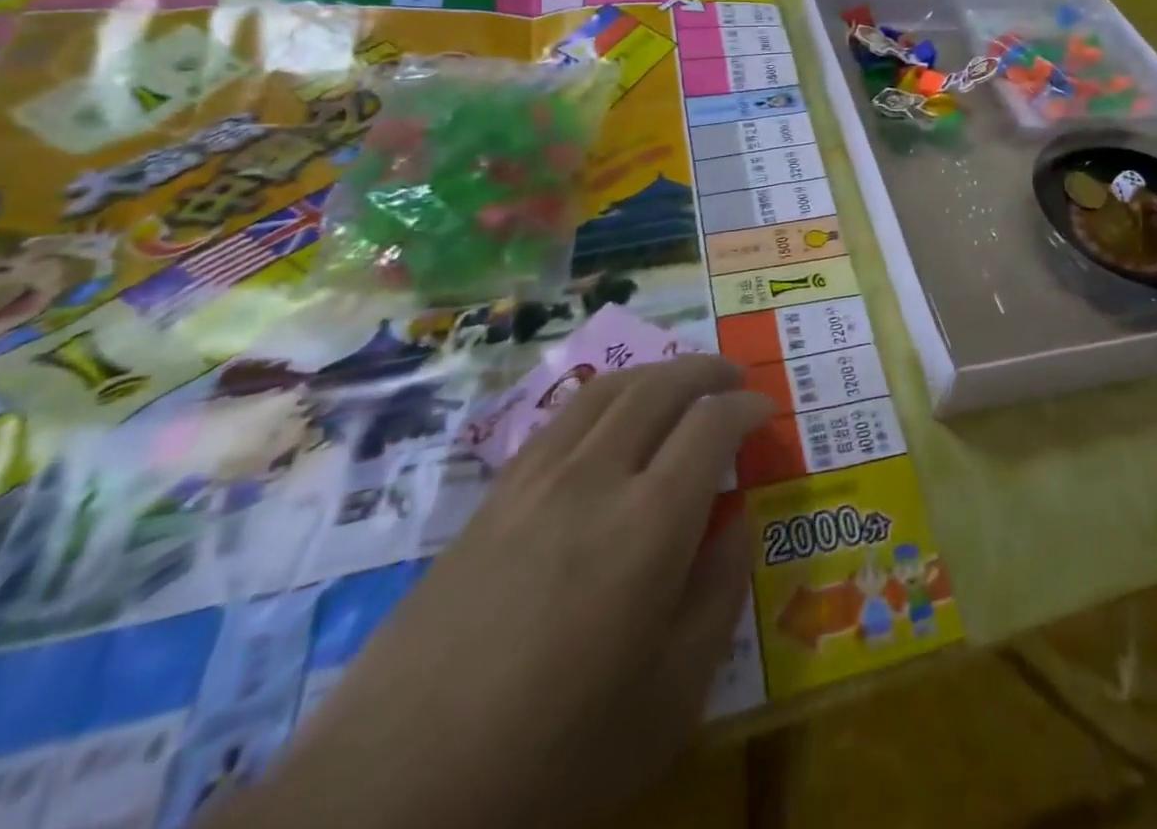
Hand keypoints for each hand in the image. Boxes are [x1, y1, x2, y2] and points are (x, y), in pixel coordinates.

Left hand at [209, 355, 773, 828]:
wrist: (390, 796)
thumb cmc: (553, 754)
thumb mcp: (670, 699)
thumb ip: (718, 596)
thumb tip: (738, 524)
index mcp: (651, 521)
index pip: (713, 423)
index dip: (747, 405)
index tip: (766, 409)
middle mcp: (595, 477)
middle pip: (660, 386)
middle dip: (706, 369)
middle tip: (733, 376)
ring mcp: (535, 481)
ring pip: (605, 390)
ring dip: (654, 373)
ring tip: (678, 382)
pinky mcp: (490, 500)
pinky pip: (559, 420)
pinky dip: (602, 399)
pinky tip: (607, 422)